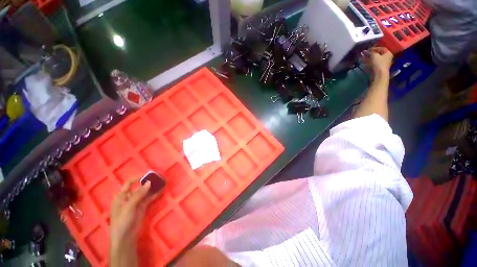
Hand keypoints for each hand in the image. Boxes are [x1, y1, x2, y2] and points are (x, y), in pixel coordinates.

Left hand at [110, 178, 154, 266]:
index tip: (148, 175)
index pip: (129, 183)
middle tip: (158, 177)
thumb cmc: (122, 221)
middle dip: (148, 182)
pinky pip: (149, 198)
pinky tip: (161, 190)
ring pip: (146, 192)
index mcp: (122, 196)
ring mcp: (136, 202)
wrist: (125, 237)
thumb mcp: (129, 207)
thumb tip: (149, 182)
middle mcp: (129, 197)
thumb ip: (139, 195)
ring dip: (153, 187)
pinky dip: (155, 194)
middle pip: (139, 187)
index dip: (138, 178)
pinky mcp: (142, 207)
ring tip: (162, 182)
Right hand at [364, 47, 392, 76]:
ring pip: (375, 59)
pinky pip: (374, 63)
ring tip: (363, 58)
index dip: (374, 48)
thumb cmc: (378, 63)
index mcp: (388, 53)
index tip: (367, 50)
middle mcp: (387, 57)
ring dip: (369, 58)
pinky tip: (365, 63)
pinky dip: (369, 62)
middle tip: (364, 54)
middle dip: (371, 54)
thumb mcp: (374, 56)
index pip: (381, 48)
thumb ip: (370, 52)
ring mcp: (383, 63)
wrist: (379, 75)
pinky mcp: (379, 68)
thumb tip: (365, 51)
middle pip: (378, 54)